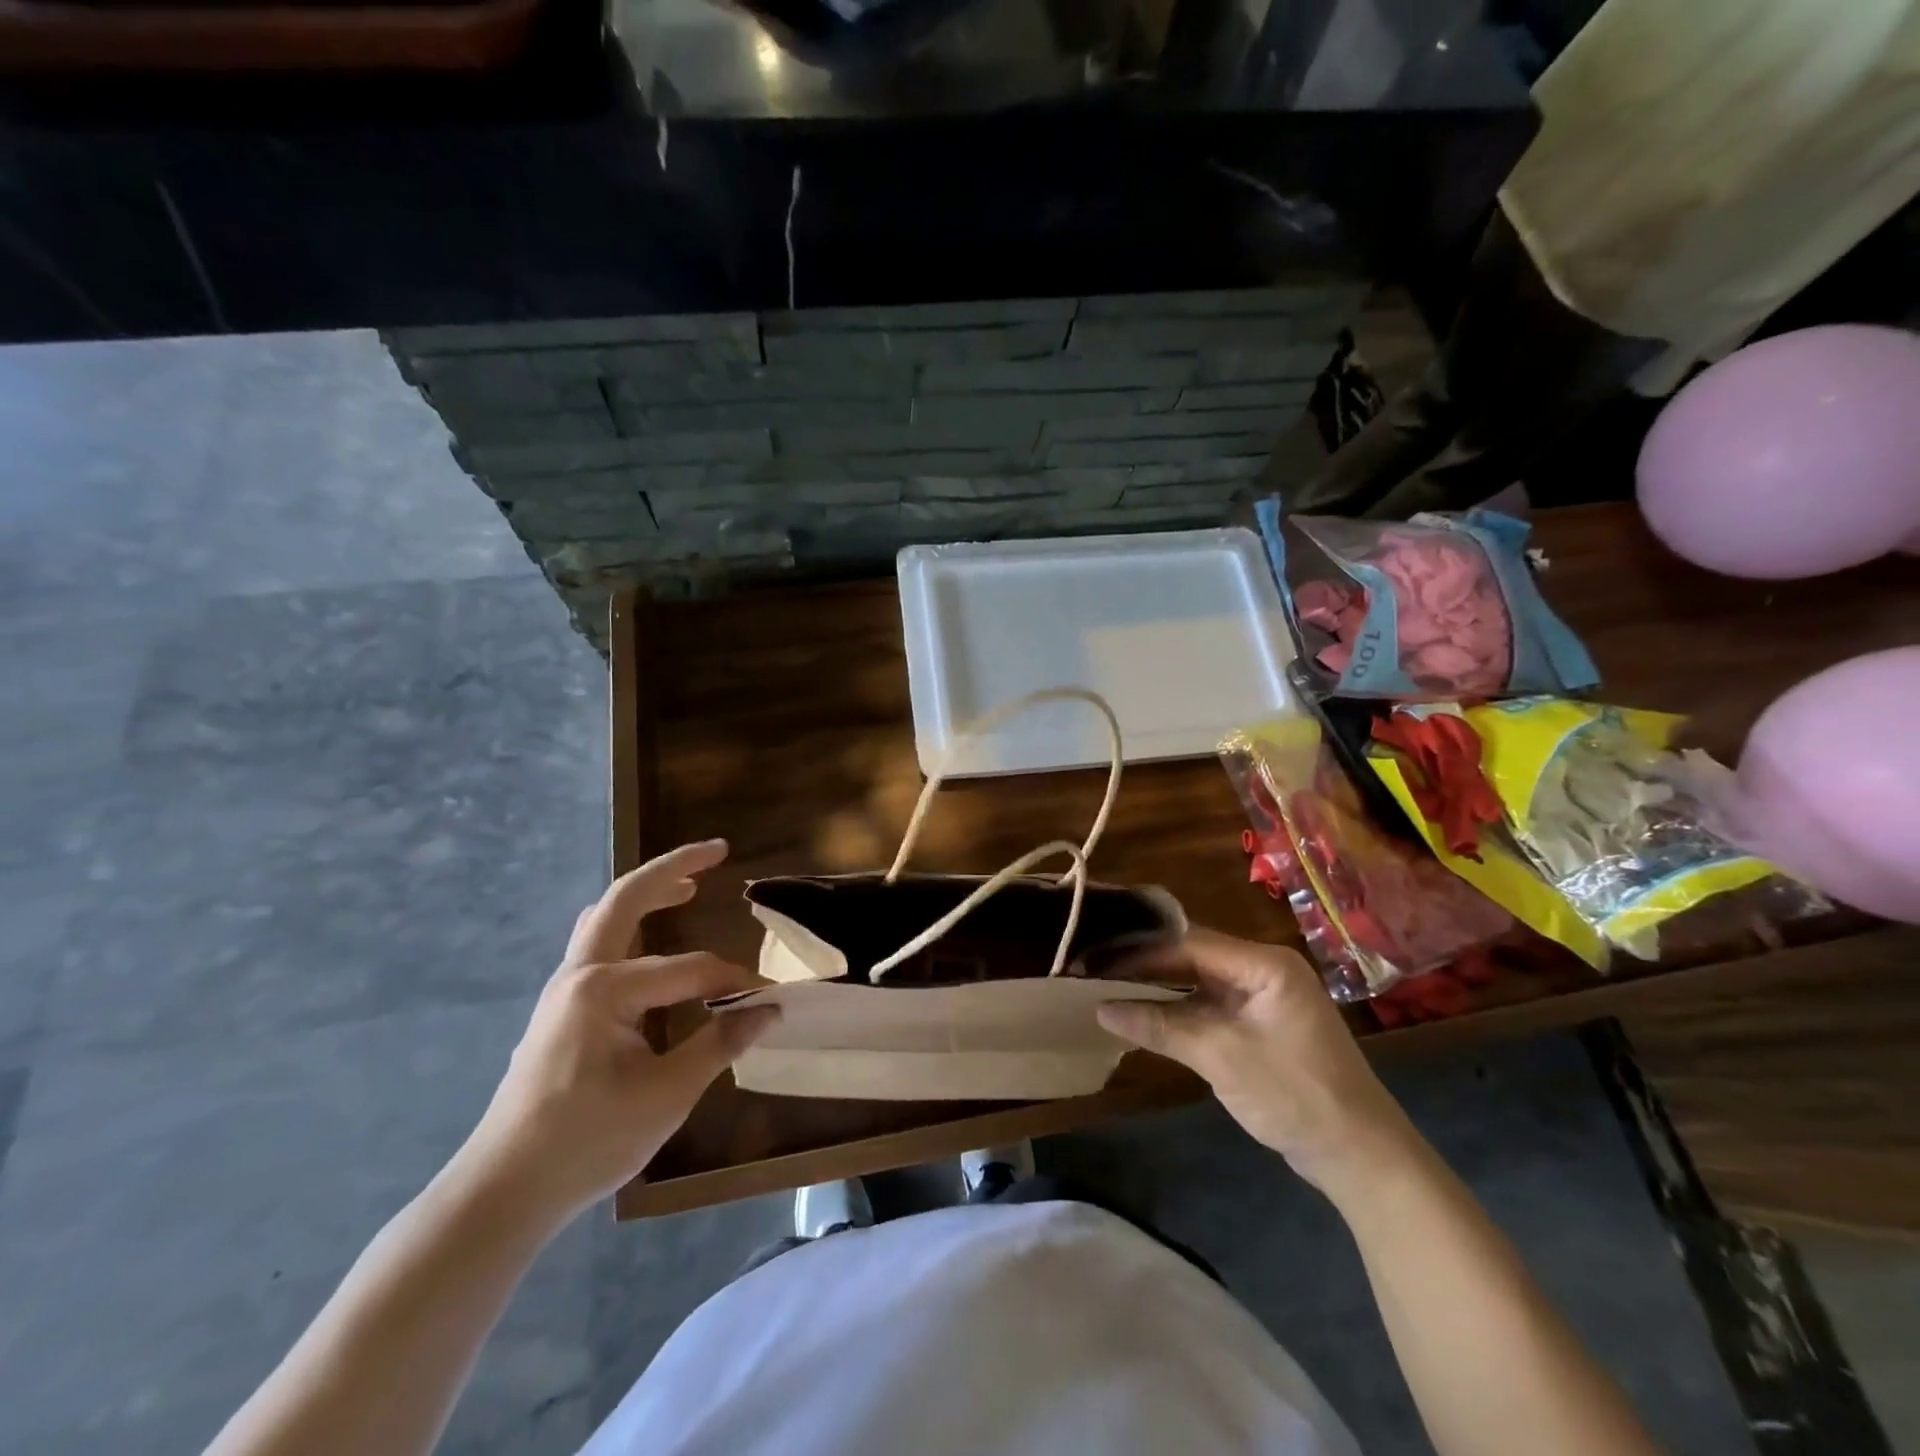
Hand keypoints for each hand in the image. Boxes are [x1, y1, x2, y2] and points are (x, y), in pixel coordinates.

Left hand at [456, 840, 775, 1225]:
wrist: (503, 1190)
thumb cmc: (587, 1142)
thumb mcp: (667, 1095)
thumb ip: (720, 1043)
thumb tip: (770, 1009)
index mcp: (605, 988)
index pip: (691, 969)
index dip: (735, 982)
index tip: (770, 1000)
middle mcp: (580, 972)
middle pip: (627, 898)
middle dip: (675, 867)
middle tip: (718, 850)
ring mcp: (565, 987)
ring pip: (607, 916)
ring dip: (649, 892)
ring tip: (690, 884)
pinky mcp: (562, 1006)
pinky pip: (599, 943)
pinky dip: (631, 923)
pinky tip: (651, 938)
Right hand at [1097, 928, 1417, 1196]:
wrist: (1360, 1157)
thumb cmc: (1296, 1095)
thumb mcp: (1222, 1057)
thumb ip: (1161, 1027)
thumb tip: (1101, 1010)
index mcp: (1264, 964)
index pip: (1189, 943)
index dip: (1139, 950)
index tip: (1095, 957)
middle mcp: (1262, 970)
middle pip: (1191, 957)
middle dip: (1143, 965)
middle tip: (1093, 969)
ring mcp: (1261, 999)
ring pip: (1196, 982)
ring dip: (1156, 988)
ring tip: (1106, 986)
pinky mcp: (1257, 1026)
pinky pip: (1207, 1007)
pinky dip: (1176, 1011)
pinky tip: (1142, 1014)